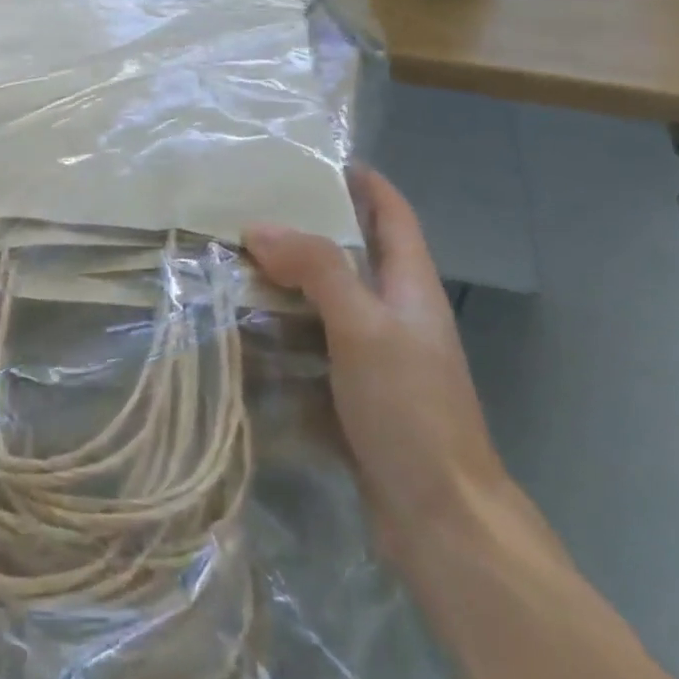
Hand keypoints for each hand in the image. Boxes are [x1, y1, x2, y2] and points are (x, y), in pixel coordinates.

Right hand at [245, 165, 506, 555]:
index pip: (393, 215)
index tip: (322, 160)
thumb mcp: (363, 326)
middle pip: (355, 254)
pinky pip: (314, 347)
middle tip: (255, 210)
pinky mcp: (356, 395)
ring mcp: (378, 357)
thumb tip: (259, 227)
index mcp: (411, 287)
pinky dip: (283, 333)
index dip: (366, 183)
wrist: (440, 518)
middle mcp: (397, 314)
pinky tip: (246, 331)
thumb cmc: (410, 408)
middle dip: (311, 230)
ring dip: (288, 282)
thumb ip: (316, 269)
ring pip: (328, 302)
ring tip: (238, 262)